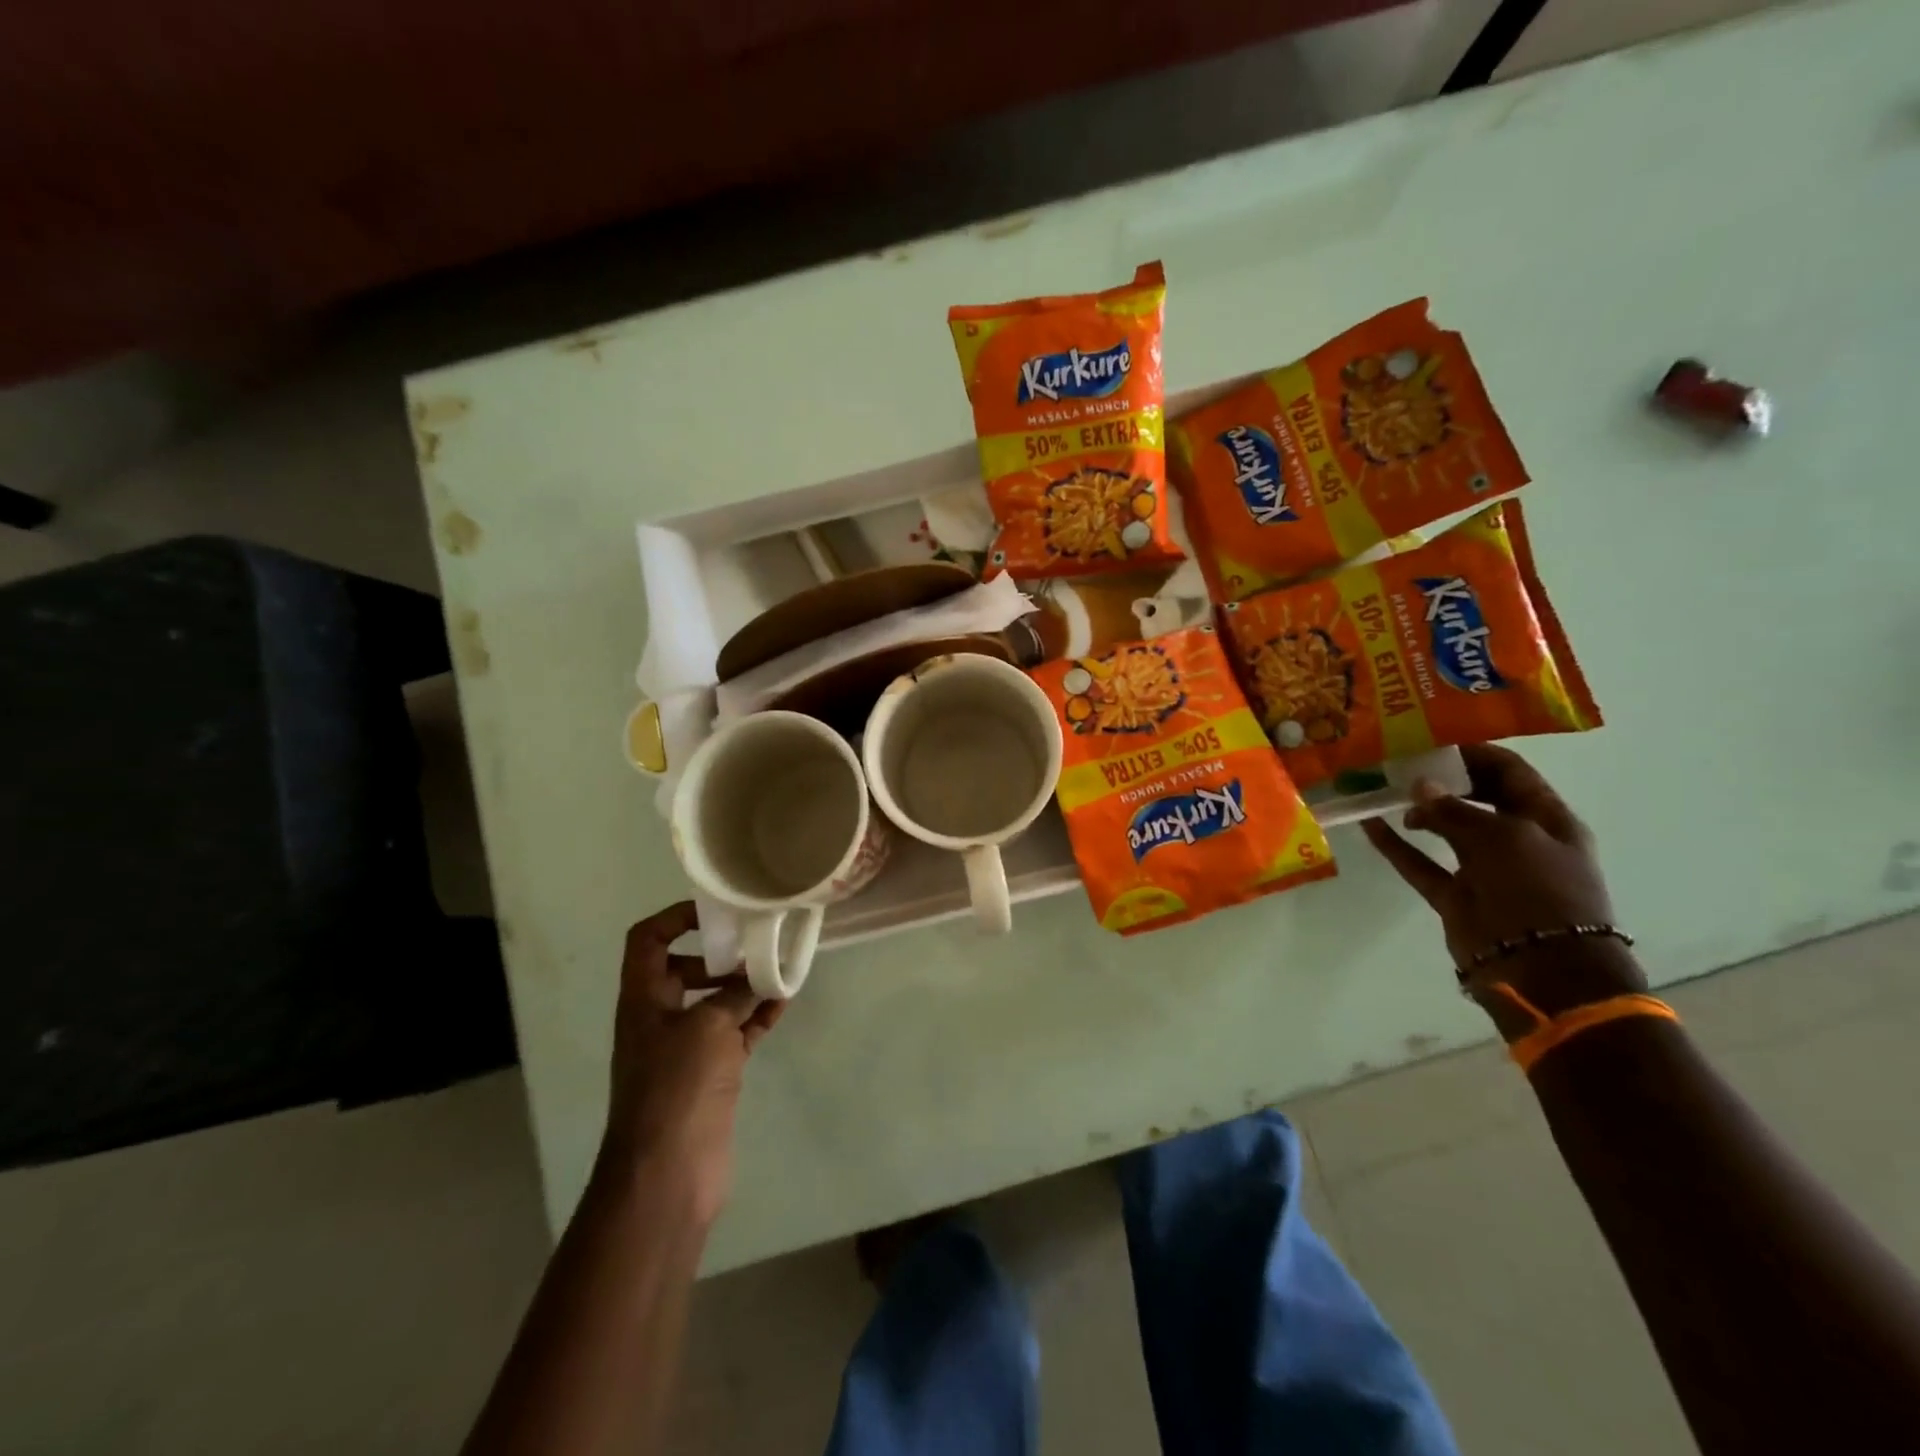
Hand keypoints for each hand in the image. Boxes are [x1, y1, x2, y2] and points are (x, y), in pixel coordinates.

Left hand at [598, 902, 785, 1225]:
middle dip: (720, 954)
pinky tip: (785, 1001)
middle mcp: (661, 1018)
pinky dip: (758, 1016)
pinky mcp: (712, 1074)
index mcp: (643, 999)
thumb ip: (735, 994)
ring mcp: (686, 1048)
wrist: (668, 1173)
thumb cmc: (676, 1087)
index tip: (717, 912)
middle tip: (757, 941)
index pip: (647, 940)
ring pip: (716, 1002)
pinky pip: (737, 1032)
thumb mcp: (707, 1027)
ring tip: (779, 967)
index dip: (675, 918)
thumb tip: (759, 975)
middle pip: (685, 969)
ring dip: (745, 984)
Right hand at [1362, 744, 1644, 1037]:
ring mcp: (1484, 868)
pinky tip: (1369, 824)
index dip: (1474, 753)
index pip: (1509, 772)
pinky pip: (1420, 862)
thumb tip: (1419, 787)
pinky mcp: (1455, 894)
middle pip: (1474, 797)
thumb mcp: (1502, 838)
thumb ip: (1455, 810)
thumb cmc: (1537, 890)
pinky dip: (1396, 845)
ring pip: (1445, 829)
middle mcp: (1516, 839)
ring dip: (1416, 810)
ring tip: (1381, 789)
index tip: (1431, 738)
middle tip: (1398, 762)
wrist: (1543, 968)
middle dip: (1440, 779)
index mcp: (1545, 819)